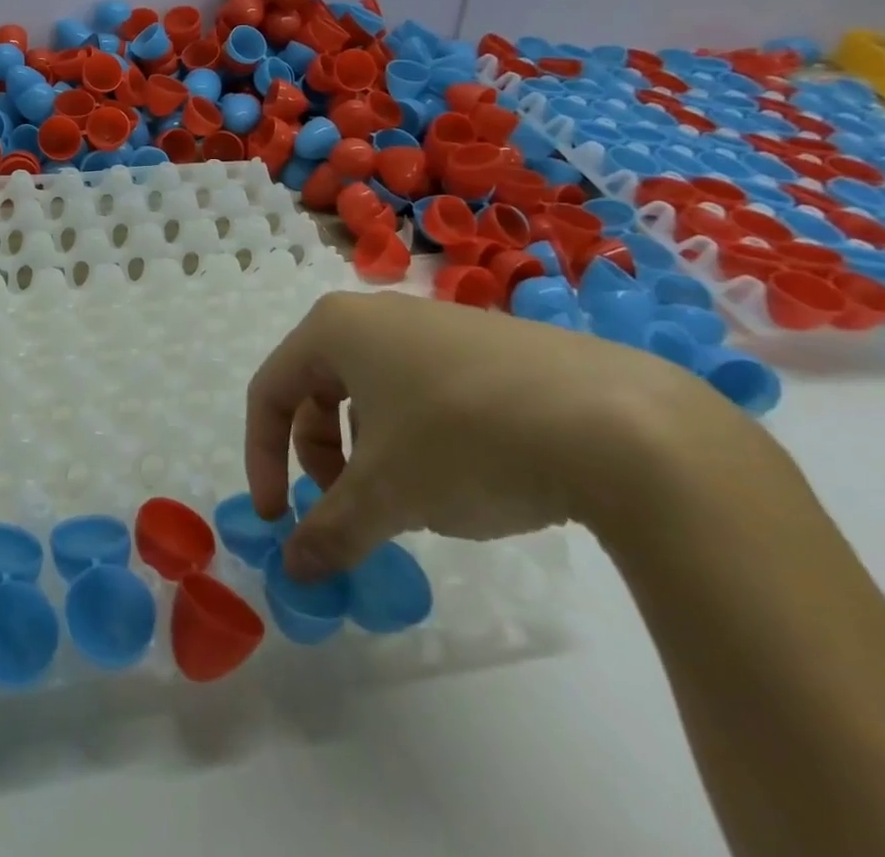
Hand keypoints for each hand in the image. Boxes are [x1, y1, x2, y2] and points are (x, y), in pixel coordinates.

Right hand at [245, 291, 699, 578]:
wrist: (622, 423)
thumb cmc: (465, 440)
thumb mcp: (388, 494)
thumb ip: (329, 531)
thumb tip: (292, 569)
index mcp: (333, 329)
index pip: (269, 392)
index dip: (263, 459)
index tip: (278, 518)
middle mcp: (375, 315)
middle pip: (317, 391)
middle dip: (322, 458)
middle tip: (349, 511)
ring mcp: (434, 325)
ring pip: (372, 394)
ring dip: (370, 452)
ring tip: (411, 500)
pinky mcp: (487, 346)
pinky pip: (422, 390)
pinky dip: (417, 438)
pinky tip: (464, 476)